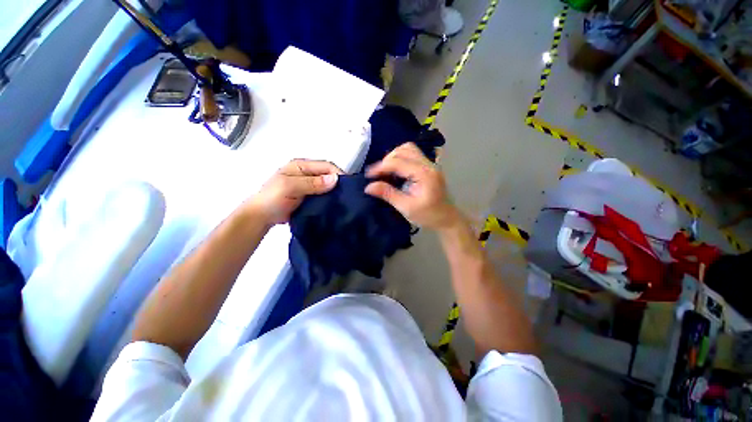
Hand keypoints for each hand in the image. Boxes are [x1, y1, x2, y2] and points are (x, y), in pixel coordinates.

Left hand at [245, 159, 342, 224]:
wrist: (261, 217)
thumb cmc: (272, 199)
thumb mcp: (290, 187)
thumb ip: (312, 183)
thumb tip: (335, 179)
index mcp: (301, 166)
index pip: (326, 166)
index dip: (338, 174)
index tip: (348, 187)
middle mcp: (306, 173)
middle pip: (328, 174)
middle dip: (338, 183)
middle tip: (347, 195)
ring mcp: (308, 185)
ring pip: (327, 185)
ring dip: (335, 191)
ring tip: (343, 201)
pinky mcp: (309, 196)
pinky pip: (323, 194)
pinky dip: (330, 198)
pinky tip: (335, 205)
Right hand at [365, 143, 458, 229]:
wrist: (447, 219)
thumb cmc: (428, 216)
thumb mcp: (406, 207)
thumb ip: (388, 194)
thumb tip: (368, 187)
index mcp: (424, 174)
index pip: (398, 162)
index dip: (381, 167)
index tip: (368, 176)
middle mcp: (428, 164)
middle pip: (405, 149)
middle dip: (388, 159)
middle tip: (378, 174)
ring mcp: (430, 164)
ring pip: (409, 149)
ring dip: (394, 157)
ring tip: (386, 171)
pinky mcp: (429, 167)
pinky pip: (412, 155)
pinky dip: (401, 159)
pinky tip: (396, 171)